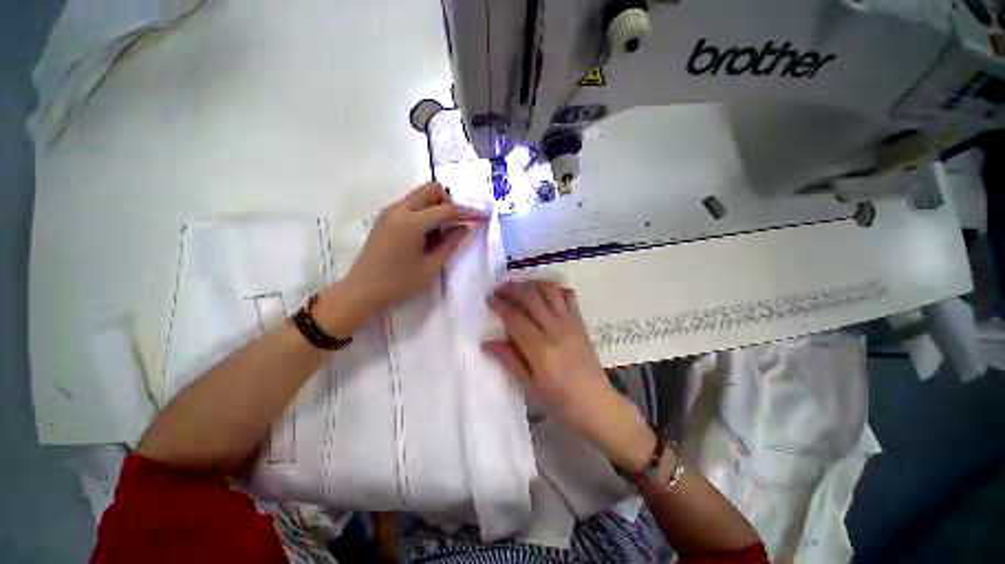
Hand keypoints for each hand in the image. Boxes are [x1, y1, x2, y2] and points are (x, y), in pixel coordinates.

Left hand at [317, 182, 485, 334]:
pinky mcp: (385, 219)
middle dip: (449, 203)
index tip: (482, 217)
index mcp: (411, 222)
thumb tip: (466, 228)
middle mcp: (399, 210)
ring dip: (436, 208)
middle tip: (455, 226)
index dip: (467, 212)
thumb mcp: (431, 267)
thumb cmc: (399, 284)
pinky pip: (411, 206)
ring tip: (440, 235)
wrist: (362, 292)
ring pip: (420, 196)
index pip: (446, 209)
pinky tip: (426, 236)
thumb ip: (451, 244)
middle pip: (431, 190)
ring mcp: (390, 212)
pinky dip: (424, 214)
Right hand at [482, 280, 656, 470]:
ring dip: (532, 283)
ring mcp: (571, 322)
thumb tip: (486, 342)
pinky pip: (568, 296)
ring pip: (550, 290)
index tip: (488, 298)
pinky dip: (554, 288)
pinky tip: (544, 292)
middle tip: (499, 289)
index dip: (499, 305)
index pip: (515, 317)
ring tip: (519, 286)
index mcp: (541, 349)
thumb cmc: (560, 400)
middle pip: (531, 297)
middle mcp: (556, 329)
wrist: (597, 403)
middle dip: (512, 288)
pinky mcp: (580, 321)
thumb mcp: (529, 385)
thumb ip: (508, 360)